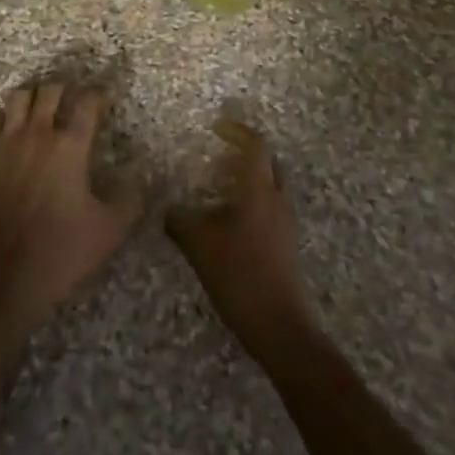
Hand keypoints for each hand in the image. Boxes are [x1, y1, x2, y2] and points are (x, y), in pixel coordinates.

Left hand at [0, 82, 140, 336]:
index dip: (99, 94)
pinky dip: (2, 117)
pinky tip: (8, 128)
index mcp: (70, 147)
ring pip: (18, 98)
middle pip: (51, 91)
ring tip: (40, 109)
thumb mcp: (109, 231)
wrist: (1, 277)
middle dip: (65, 89)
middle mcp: (37, 134)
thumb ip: (129, 199)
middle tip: (72, 101)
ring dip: (33, 97)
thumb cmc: (60, 252)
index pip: (88, 103)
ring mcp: (5, 143)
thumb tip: (139, 177)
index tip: (104, 97)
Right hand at [166, 121, 321, 363]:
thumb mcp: (199, 245)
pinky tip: (232, 222)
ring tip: (222, 188)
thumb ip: (179, 220)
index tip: (218, 128)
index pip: (255, 146)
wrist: (280, 327)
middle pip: (268, 163)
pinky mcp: (286, 246)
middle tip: (222, 154)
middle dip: (248, 153)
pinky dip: (253, 203)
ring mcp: (285, 224)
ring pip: (271, 187)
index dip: (237, 132)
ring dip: (251, 180)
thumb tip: (168, 209)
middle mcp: (276, 199)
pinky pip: (271, 210)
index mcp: (258, 189)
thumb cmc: (239, 274)